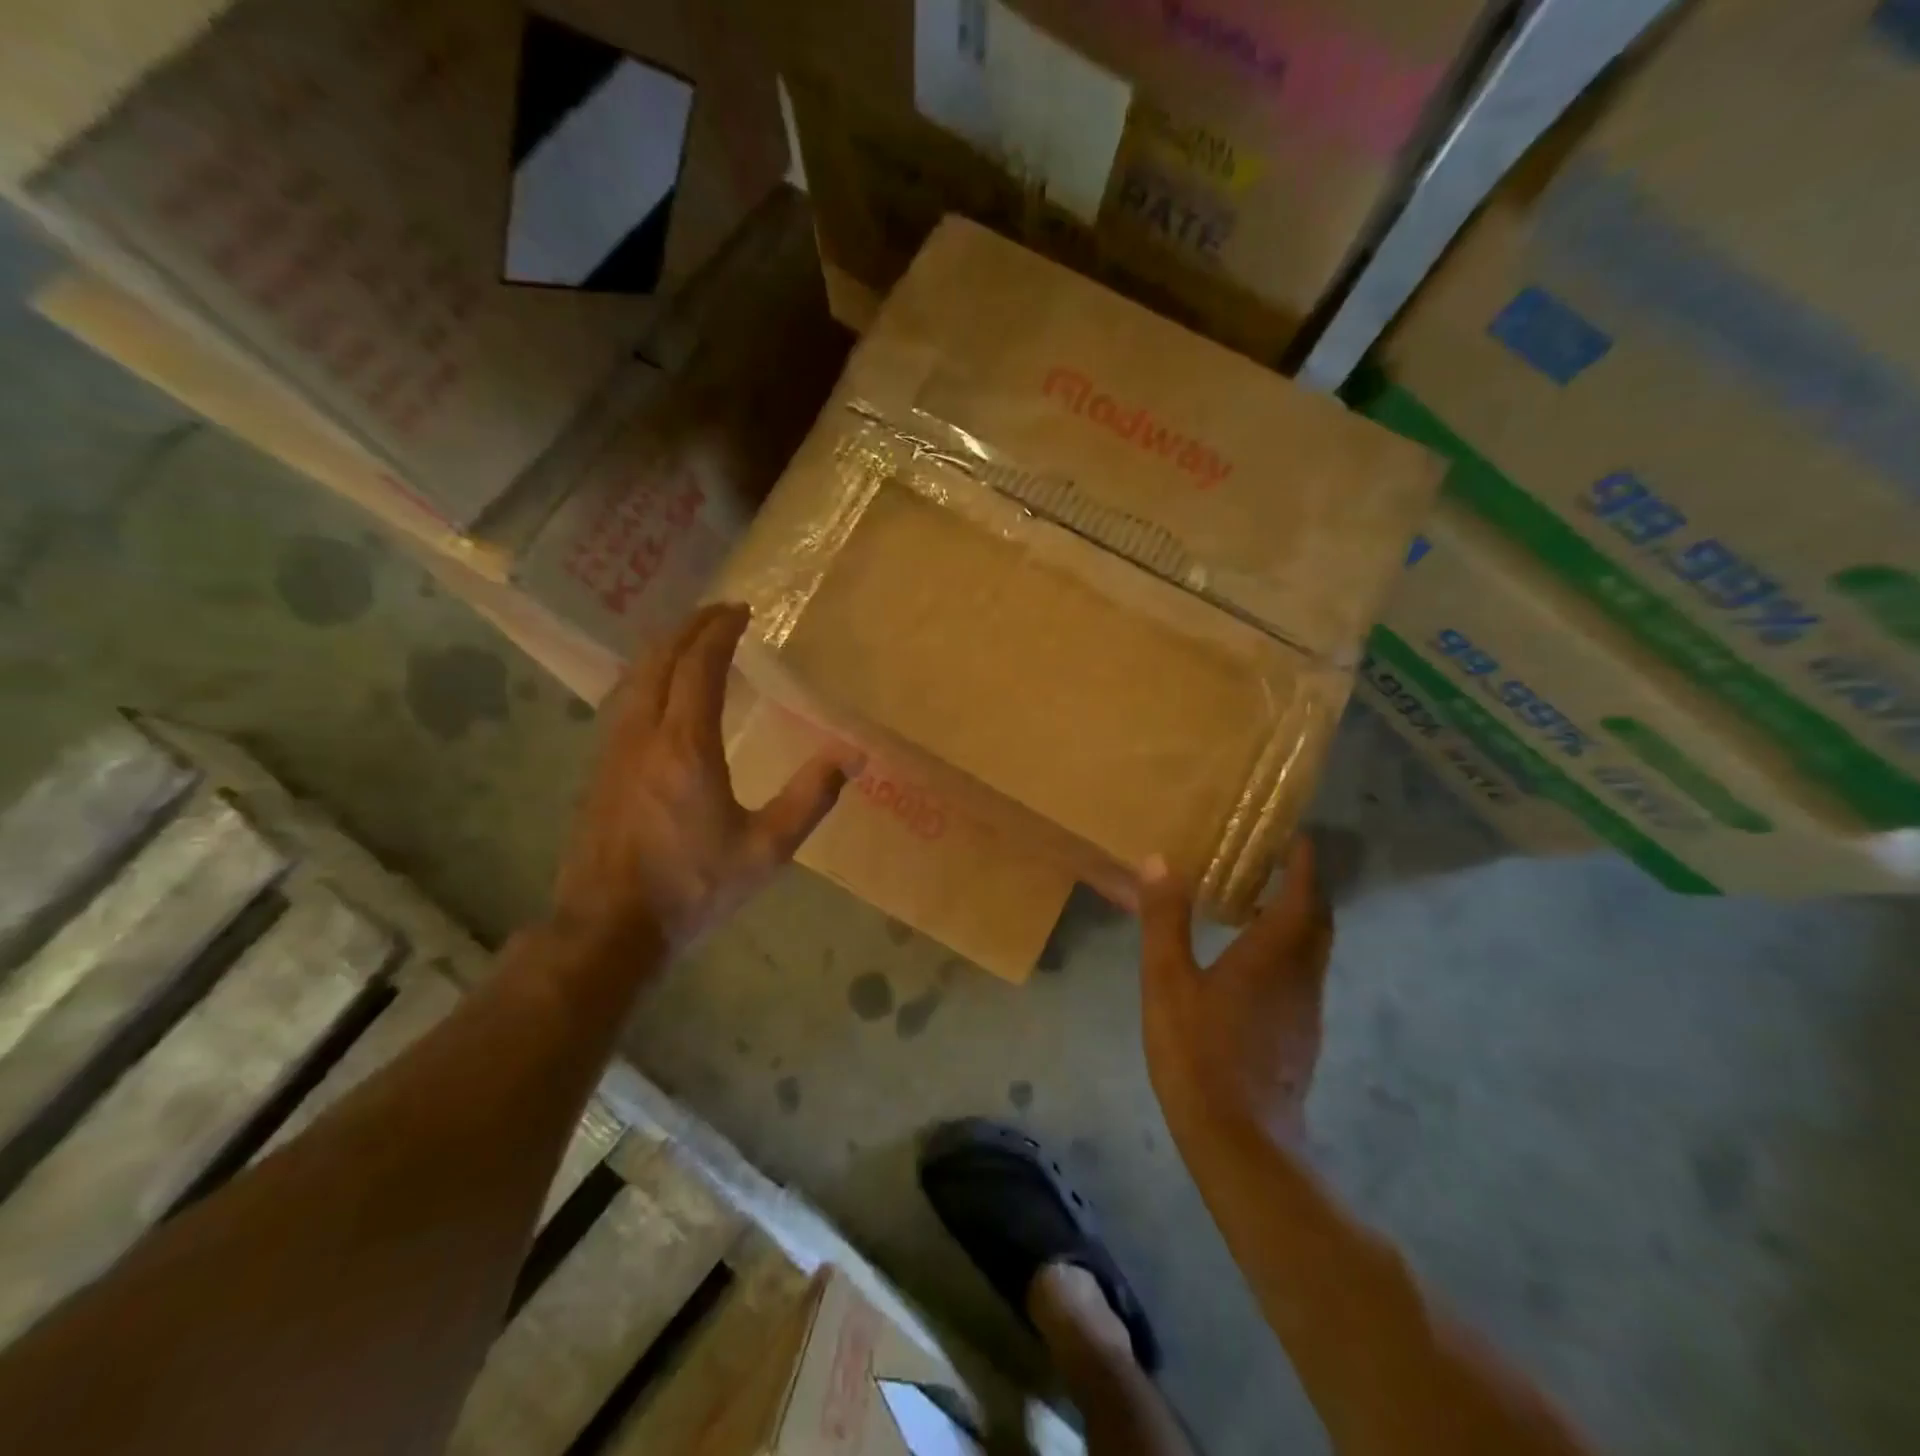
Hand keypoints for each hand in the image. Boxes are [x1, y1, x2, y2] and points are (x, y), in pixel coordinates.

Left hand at [553, 603, 862, 951]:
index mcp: (686, 746)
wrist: (609, 928)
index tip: (742, 611)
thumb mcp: (766, 849)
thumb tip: (853, 757)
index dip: (720, 632)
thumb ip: (810, 799)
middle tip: (719, 613)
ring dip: (663, 648)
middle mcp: (644, 734)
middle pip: (660, 659)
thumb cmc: (693, 887)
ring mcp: (614, 750)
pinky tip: (658, 691)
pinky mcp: (599, 769)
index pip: (700, 666)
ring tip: (690, 641)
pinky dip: (646, 676)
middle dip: (689, 627)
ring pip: (634, 677)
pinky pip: (623, 700)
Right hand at [1138, 838, 1333, 1143]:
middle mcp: (1301, 976)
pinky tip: (1251, 965)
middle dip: (1304, 888)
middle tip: (1276, 864)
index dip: (1303, 863)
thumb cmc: (1199, 1052)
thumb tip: (1160, 861)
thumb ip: (1165, 921)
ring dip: (1296, 921)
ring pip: (1312, 951)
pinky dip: (1287, 953)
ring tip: (1257, 906)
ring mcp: (1305, 1010)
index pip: (1303, 894)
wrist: (1241, 1142)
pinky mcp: (1301, 1038)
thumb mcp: (1167, 981)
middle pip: (1317, 920)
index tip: (1296, 838)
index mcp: (1274, 954)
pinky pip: (1301, 977)